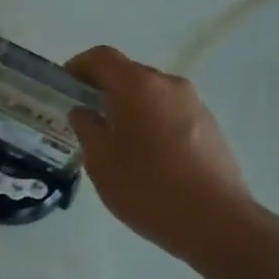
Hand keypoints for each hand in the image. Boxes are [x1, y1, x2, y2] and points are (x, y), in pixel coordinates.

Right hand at [65, 45, 253, 259]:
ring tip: (114, 139)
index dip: (78, 66)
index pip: (102, 57)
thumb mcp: (101, 161)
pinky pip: (170, 112)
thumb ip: (87, 129)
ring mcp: (194, 103)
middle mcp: (168, 84)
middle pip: (128, 73)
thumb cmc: (147, 188)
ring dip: (129, 106)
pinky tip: (144, 155)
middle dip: (103, 88)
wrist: (215, 221)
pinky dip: (151, 120)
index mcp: (136, 86)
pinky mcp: (209, 125)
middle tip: (84, 116)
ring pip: (151, 94)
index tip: (64, 85)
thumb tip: (84, 111)